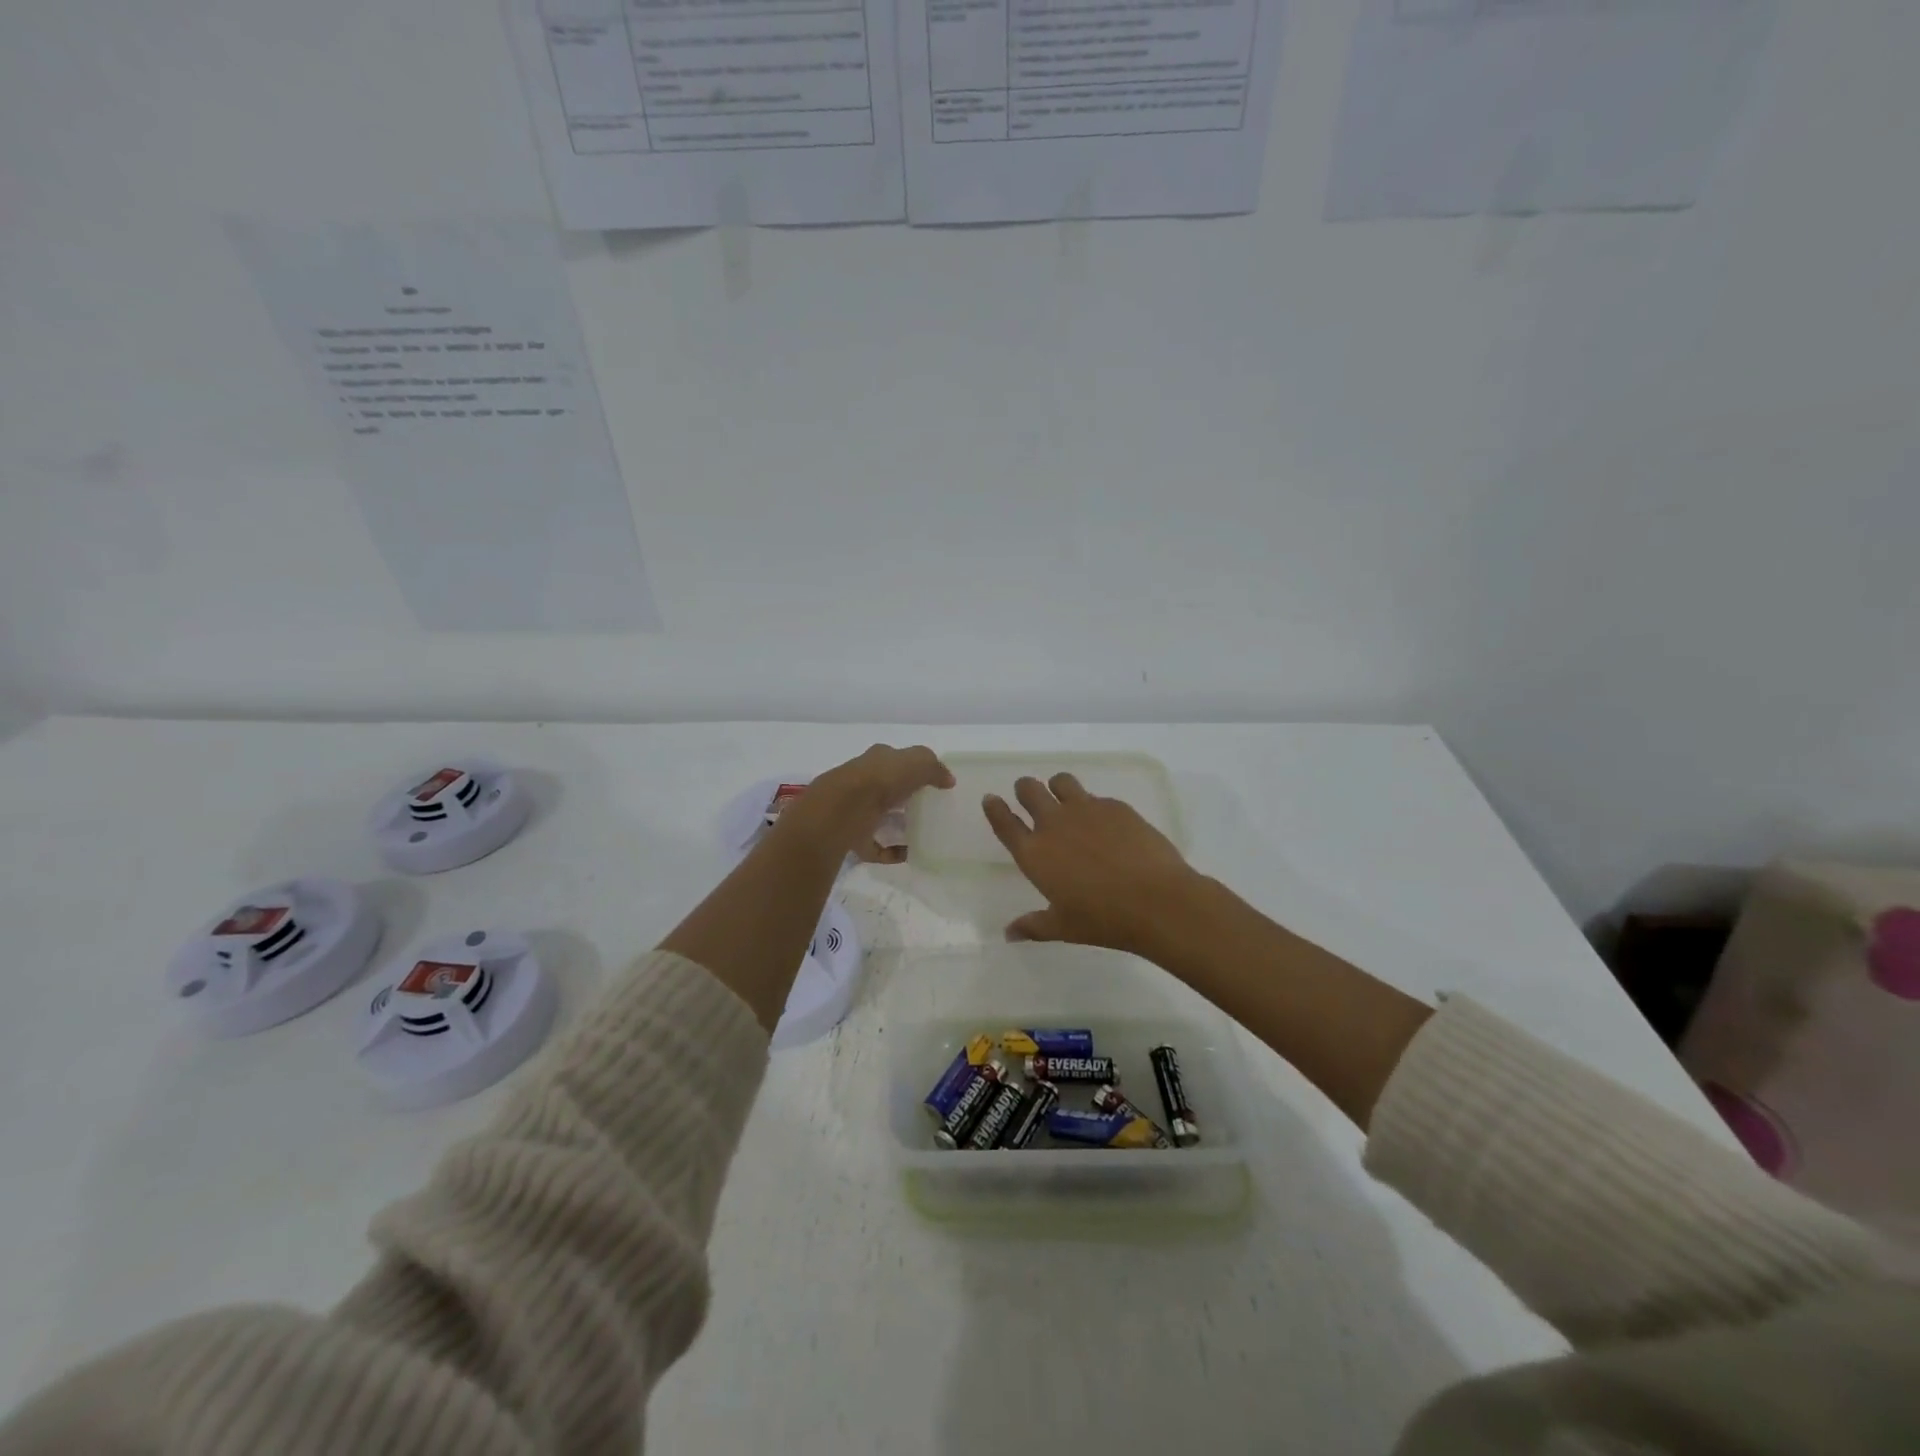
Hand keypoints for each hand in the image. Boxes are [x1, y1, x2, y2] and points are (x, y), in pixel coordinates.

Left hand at [781, 744, 954, 861]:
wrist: (843, 809)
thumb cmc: (882, 779)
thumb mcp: (917, 762)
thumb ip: (934, 768)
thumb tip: (948, 780)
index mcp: (876, 760)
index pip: (895, 760)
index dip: (913, 768)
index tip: (932, 783)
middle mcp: (863, 782)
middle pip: (886, 788)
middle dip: (904, 797)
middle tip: (929, 809)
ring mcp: (855, 811)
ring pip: (878, 817)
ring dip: (896, 824)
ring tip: (922, 833)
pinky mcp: (852, 837)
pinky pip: (875, 847)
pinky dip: (891, 852)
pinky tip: (908, 854)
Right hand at [982, 773, 1205, 954]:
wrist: (1156, 901)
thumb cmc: (1103, 920)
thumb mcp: (1063, 927)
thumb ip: (1033, 926)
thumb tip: (1008, 933)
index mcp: (1034, 853)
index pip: (1004, 823)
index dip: (994, 808)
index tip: (990, 798)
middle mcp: (1054, 824)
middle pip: (1029, 790)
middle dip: (1025, 790)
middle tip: (1030, 797)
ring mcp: (1086, 810)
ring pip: (1061, 781)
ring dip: (1057, 787)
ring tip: (1066, 800)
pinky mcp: (1115, 806)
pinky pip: (1096, 796)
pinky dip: (1093, 806)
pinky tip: (1108, 826)